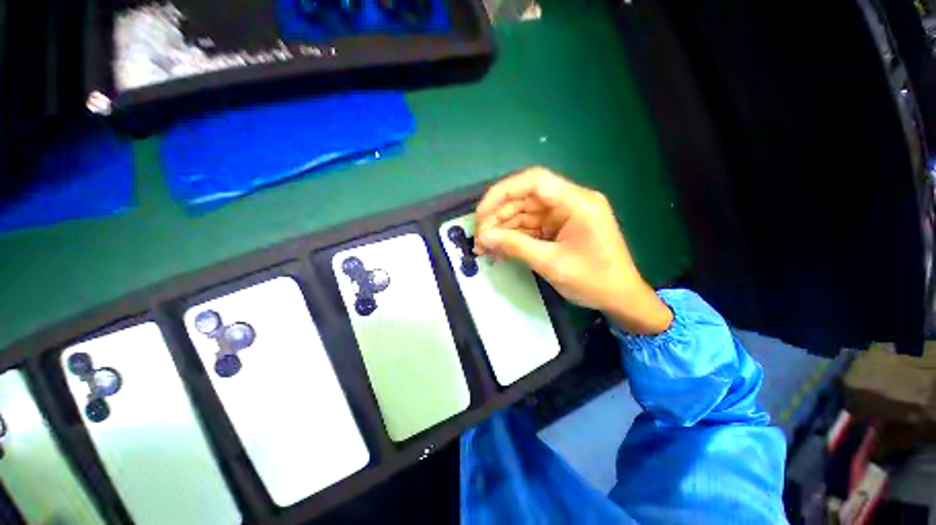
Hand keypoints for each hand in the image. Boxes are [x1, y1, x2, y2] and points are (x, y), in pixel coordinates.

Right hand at [474, 167, 672, 334]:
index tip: (481, 213)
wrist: (620, 298)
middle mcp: (570, 201)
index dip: (502, 192)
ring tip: (485, 247)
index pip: (534, 181)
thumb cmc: (593, 281)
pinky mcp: (559, 227)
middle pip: (525, 198)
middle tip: (479, 238)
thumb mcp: (551, 263)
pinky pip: (531, 226)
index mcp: (577, 202)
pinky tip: (500, 249)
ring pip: (525, 213)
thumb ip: (515, 246)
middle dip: (499, 216)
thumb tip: (483, 238)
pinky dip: (514, 237)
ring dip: (503, 229)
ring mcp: (564, 215)